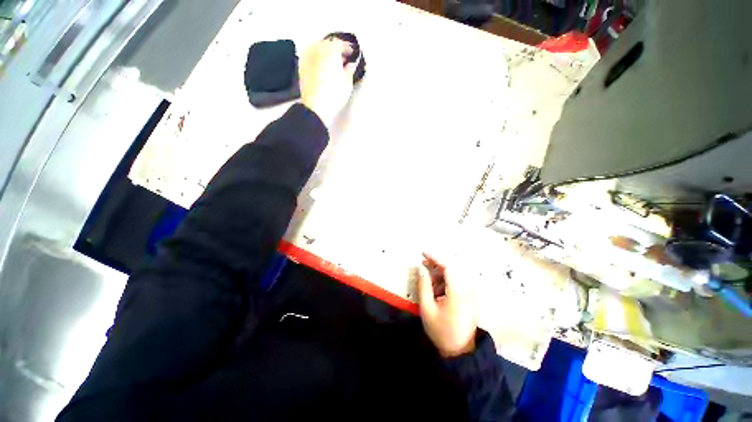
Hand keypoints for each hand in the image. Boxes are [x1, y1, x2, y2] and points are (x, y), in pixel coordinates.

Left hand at [299, 39, 357, 127]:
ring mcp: (308, 56)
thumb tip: (350, 66)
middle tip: (344, 59)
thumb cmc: (331, 95)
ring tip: (333, 65)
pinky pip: (312, 57)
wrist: (316, 106)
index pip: (341, 43)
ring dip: (326, 54)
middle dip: (336, 50)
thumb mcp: (347, 83)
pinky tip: (324, 69)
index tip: (352, 54)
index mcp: (331, 49)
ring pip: (319, 49)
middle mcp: (317, 48)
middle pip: (328, 44)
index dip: (348, 49)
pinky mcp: (302, 66)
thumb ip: (350, 70)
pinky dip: (318, 60)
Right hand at [416, 253, 477, 357]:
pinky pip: (456, 283)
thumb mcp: (427, 308)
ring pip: (454, 275)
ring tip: (427, 281)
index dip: (435, 257)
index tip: (422, 253)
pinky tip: (436, 290)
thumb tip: (421, 268)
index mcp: (457, 292)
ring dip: (439, 274)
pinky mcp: (469, 299)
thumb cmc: (441, 331)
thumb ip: (423, 286)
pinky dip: (445, 282)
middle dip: (436, 265)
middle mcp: (467, 290)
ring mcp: (469, 295)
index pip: (448, 267)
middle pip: (452, 269)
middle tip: (422, 265)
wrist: (459, 352)